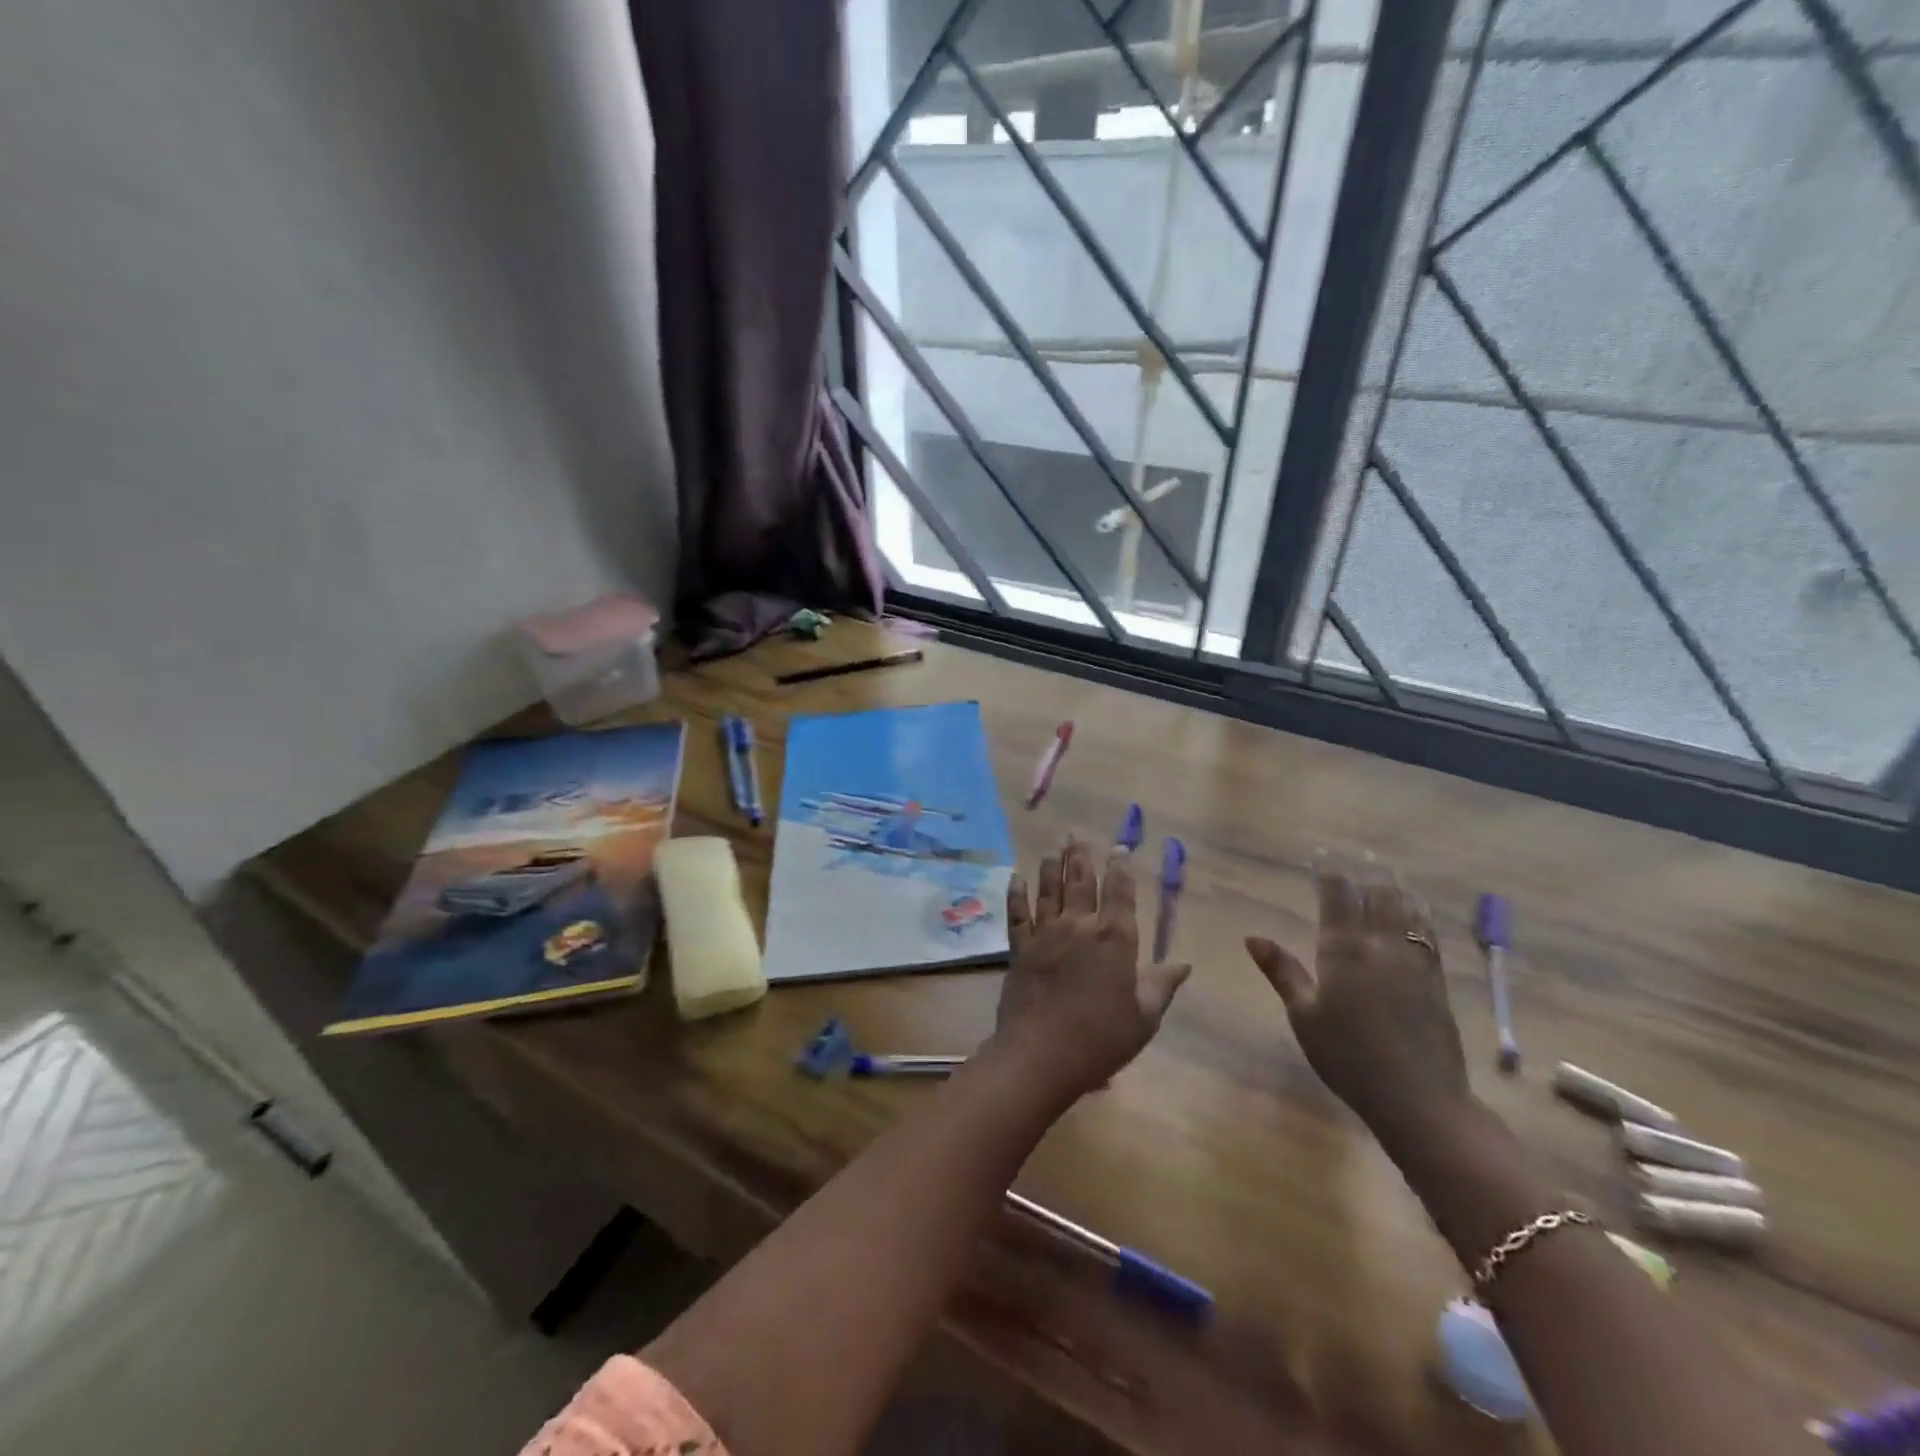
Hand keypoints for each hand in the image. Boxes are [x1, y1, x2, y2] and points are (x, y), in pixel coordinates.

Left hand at [990, 837, 1189, 1101]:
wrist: (1041, 1054)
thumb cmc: (1101, 1039)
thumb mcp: (1143, 1017)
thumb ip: (1161, 986)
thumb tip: (1184, 964)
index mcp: (1114, 939)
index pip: (1120, 893)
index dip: (1121, 869)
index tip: (1119, 848)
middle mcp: (1079, 926)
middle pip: (1081, 882)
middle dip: (1081, 856)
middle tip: (1076, 834)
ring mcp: (1045, 934)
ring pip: (1049, 890)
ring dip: (1051, 865)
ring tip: (1054, 846)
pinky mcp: (1020, 948)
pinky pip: (1017, 914)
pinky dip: (1016, 894)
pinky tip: (1015, 877)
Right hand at [1245, 858, 1470, 1153]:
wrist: (1419, 1099)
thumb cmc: (1348, 1058)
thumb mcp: (1303, 1016)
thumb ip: (1282, 971)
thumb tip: (1252, 937)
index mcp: (1343, 952)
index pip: (1337, 899)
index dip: (1329, 874)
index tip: (1323, 854)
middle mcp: (1380, 947)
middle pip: (1376, 897)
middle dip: (1366, 871)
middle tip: (1361, 852)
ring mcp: (1413, 962)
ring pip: (1405, 910)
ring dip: (1395, 885)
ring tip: (1388, 868)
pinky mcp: (1436, 980)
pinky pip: (1428, 934)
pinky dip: (1420, 913)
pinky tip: (1418, 908)